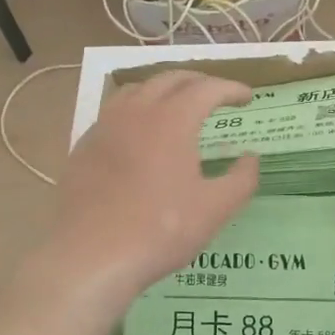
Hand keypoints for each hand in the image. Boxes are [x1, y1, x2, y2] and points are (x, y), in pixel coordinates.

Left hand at [44, 71, 259, 309]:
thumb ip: (241, 179)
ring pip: (137, 89)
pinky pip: (114, 112)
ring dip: (164, 89)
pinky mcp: (84, 146)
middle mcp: (136, 111)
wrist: (90, 256)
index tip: (247, 97)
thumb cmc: (159, 230)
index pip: (207, 88)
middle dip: (199, 81)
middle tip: (217, 95)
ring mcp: (105, 126)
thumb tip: (250, 158)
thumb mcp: (215, 209)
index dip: (231, 89)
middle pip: (170, 79)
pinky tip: (140, 134)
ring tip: (178, 105)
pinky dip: (136, 110)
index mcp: (172, 119)